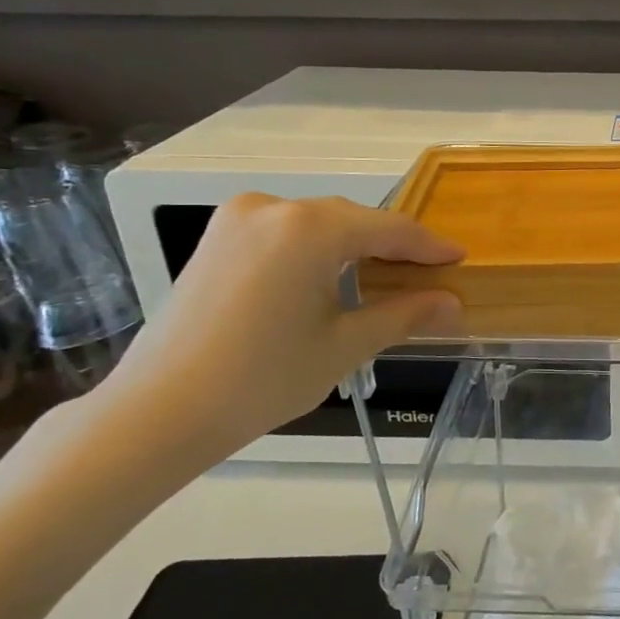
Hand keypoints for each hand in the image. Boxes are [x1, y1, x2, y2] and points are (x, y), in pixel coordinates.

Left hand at [96, 194, 462, 460]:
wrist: (159, 411)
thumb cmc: (263, 378)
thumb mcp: (346, 345)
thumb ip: (405, 314)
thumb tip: (453, 303)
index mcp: (310, 228)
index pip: (389, 228)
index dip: (429, 246)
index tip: (460, 258)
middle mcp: (273, 207)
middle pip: (353, 220)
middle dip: (393, 246)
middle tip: (428, 275)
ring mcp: (238, 220)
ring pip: (319, 224)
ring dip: (356, 247)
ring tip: (387, 278)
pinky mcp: (217, 239)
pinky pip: (286, 232)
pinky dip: (318, 250)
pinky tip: (335, 277)